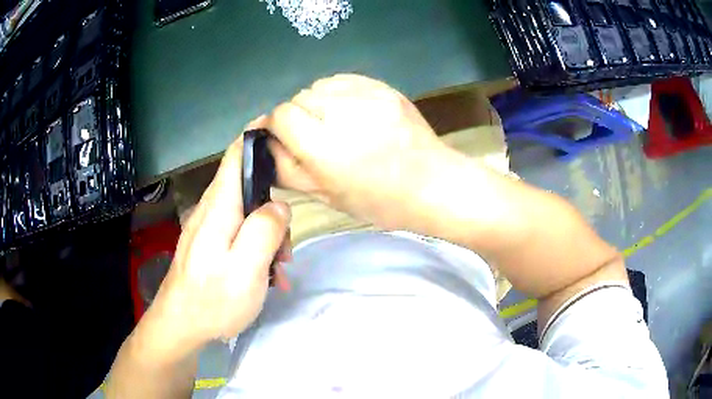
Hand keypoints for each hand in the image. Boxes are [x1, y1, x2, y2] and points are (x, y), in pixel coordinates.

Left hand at [139, 120, 291, 358]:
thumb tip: (278, 206)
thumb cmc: (213, 300)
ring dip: (268, 233)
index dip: (258, 136)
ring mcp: (209, 227)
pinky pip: (238, 233)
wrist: (180, 326)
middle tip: (286, 246)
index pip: (237, 154)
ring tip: (278, 268)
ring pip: (246, 212)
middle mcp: (211, 209)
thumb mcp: (247, 269)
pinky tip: (265, 274)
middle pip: (248, 187)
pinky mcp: (209, 244)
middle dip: (274, 207)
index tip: (282, 130)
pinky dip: (256, 247)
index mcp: (220, 206)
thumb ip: (265, 230)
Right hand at [266, 74, 455, 229]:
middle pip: (298, 98)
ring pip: (319, 86)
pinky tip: (352, 113)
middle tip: (315, 139)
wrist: (433, 184)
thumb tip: (263, 144)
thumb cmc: (380, 201)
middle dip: (298, 117)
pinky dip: (338, 94)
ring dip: (317, 103)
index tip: (285, 141)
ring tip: (336, 125)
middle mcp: (342, 112)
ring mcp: (367, 94)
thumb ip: (287, 169)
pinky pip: (343, 80)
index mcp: (325, 146)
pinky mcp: (383, 86)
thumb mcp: (326, 195)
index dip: (277, 128)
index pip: (281, 115)